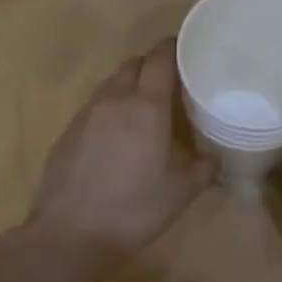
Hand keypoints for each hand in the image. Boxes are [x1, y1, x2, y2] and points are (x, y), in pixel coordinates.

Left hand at [29, 38, 212, 253]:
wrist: (69, 234)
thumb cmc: (134, 208)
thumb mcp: (180, 192)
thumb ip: (202, 168)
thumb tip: (213, 157)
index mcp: (146, 105)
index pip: (160, 58)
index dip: (173, 48)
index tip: (187, 50)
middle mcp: (115, 99)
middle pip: (134, 64)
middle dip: (152, 66)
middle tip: (170, 83)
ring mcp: (86, 113)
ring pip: (111, 83)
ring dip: (129, 85)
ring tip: (144, 109)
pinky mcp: (67, 131)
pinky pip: (94, 106)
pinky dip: (109, 108)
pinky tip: (116, 136)